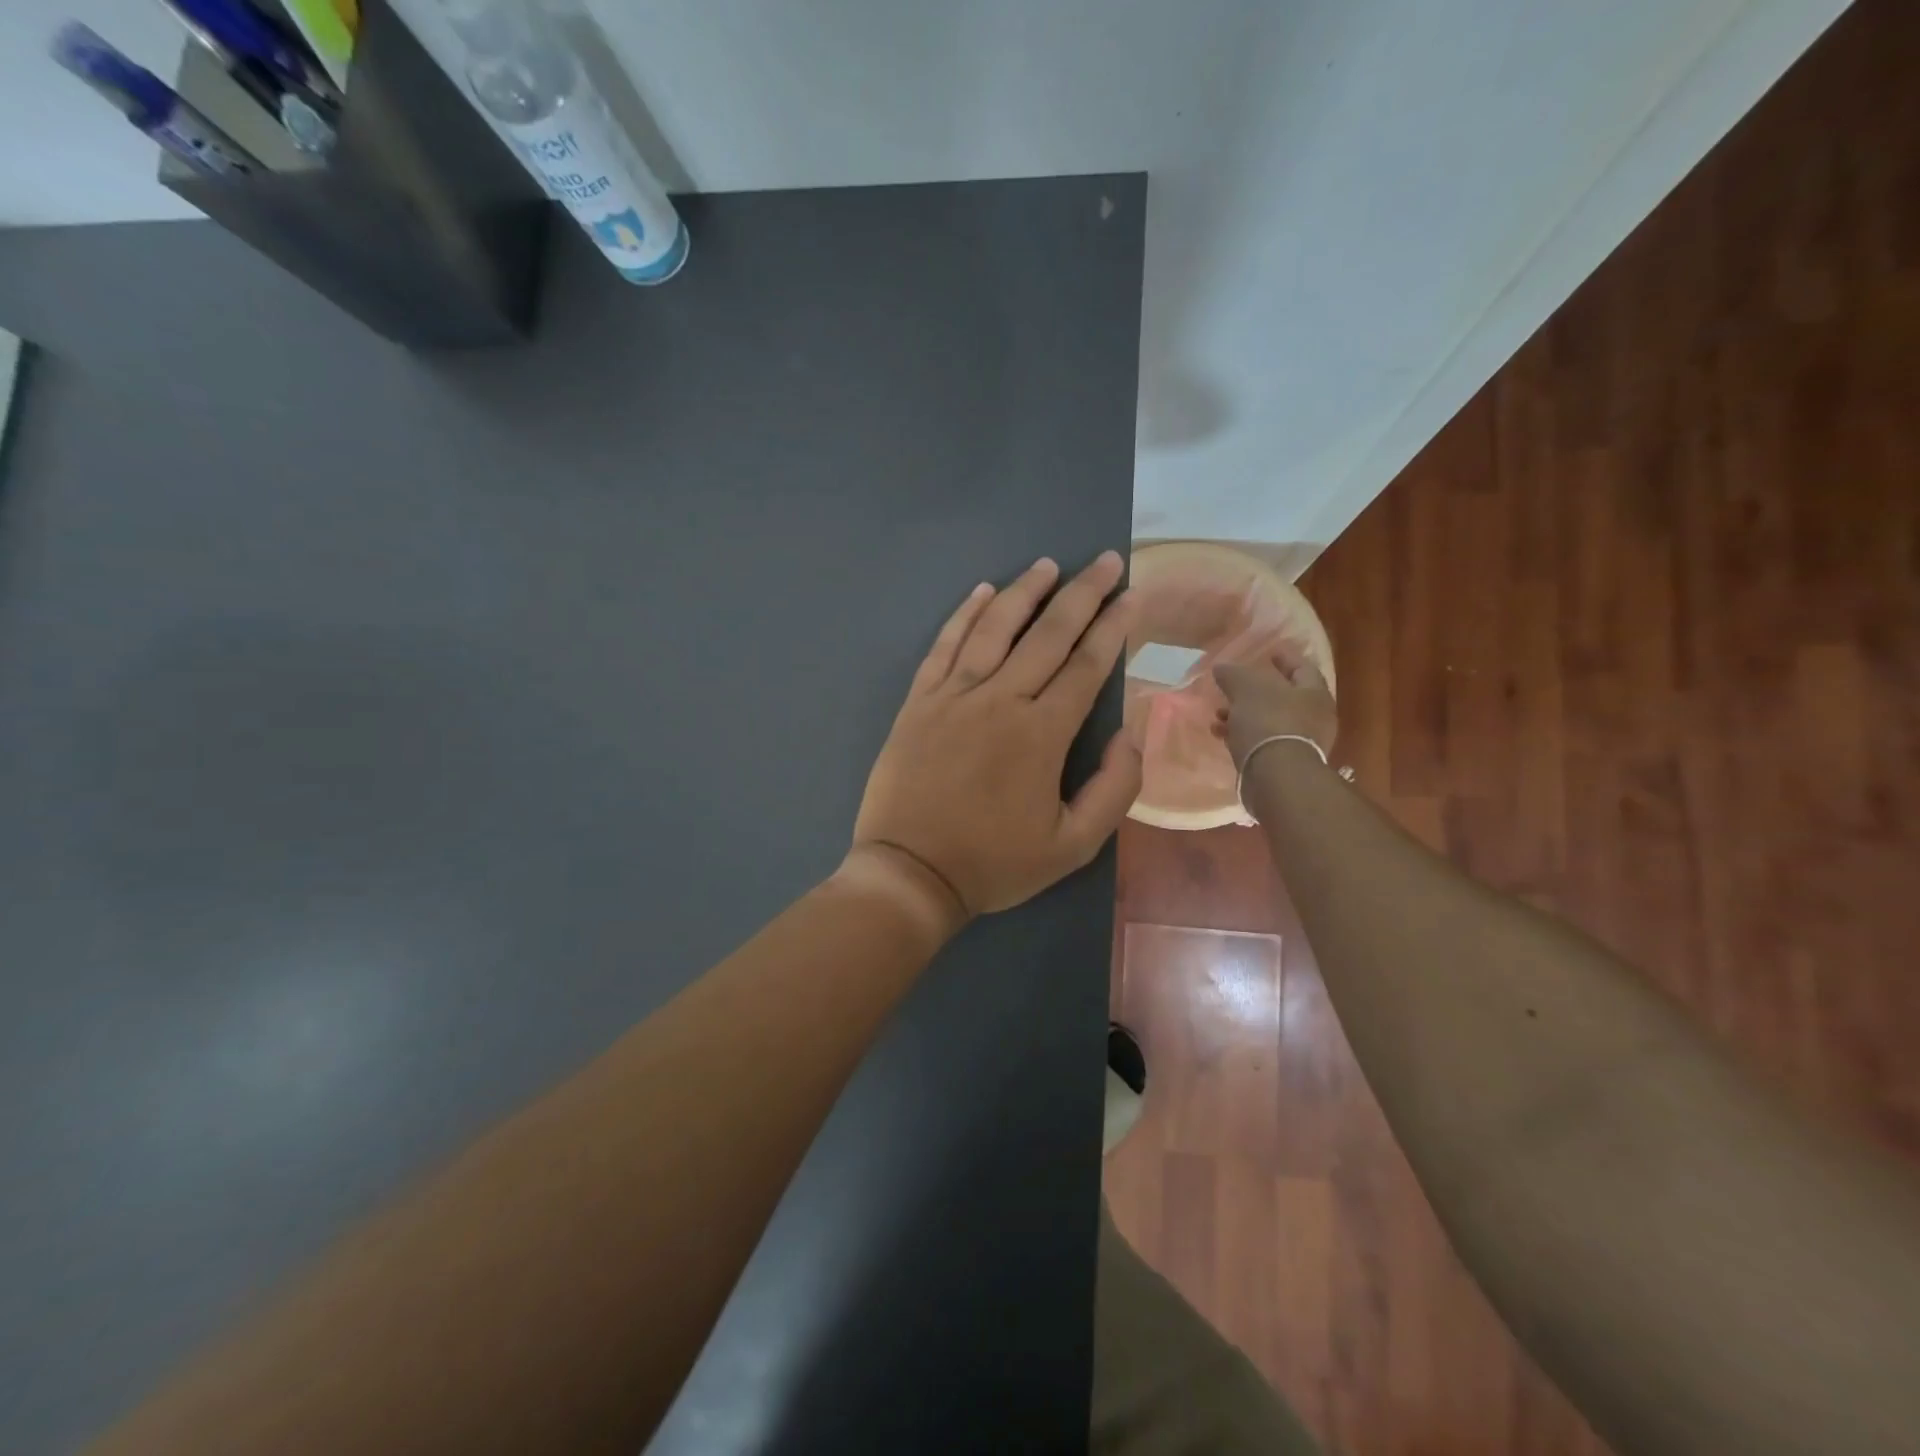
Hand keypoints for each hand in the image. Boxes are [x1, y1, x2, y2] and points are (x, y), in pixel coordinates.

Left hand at [851, 552, 1142, 924]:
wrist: (910, 873)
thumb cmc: (993, 863)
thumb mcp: (1073, 845)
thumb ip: (1115, 788)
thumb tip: (1132, 732)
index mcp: (1042, 733)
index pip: (1086, 665)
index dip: (1113, 627)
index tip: (1131, 596)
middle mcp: (1000, 699)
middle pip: (1048, 633)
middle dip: (1083, 593)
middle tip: (1105, 561)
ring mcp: (954, 695)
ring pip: (994, 628)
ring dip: (1025, 591)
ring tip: (1048, 564)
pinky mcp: (918, 701)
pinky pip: (944, 645)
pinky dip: (964, 615)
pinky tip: (982, 591)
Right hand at [1213, 641, 1338, 771]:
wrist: (1275, 775)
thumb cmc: (1268, 721)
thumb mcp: (1246, 688)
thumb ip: (1233, 674)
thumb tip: (1221, 667)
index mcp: (1314, 693)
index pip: (1303, 668)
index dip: (1285, 658)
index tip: (1269, 652)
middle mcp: (1313, 717)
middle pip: (1282, 697)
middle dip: (1254, 691)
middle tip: (1234, 686)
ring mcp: (1299, 743)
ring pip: (1267, 720)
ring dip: (1242, 715)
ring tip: (1218, 713)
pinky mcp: (1282, 763)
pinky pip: (1260, 741)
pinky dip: (1241, 734)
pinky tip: (1220, 733)